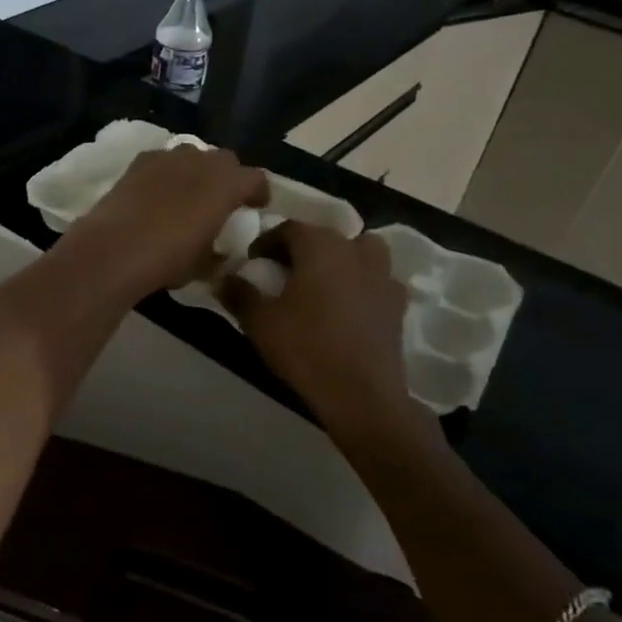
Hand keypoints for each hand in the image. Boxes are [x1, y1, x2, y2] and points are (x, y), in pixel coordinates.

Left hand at [62, 145, 268, 300]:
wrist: (114, 248)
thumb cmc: (168, 258)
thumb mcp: (204, 263)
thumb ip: (217, 249)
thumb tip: (217, 249)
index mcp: (227, 183)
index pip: (256, 179)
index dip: (258, 193)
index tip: (255, 207)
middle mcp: (201, 160)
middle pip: (224, 160)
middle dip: (227, 177)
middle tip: (221, 200)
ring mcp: (167, 157)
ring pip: (192, 155)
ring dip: (196, 171)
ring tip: (188, 194)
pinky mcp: (138, 162)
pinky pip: (162, 161)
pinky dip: (166, 173)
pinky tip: (156, 193)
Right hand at [219, 223, 423, 440]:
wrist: (360, 393)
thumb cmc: (305, 347)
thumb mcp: (259, 321)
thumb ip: (239, 293)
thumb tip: (223, 278)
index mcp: (319, 247)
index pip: (289, 228)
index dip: (267, 241)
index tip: (253, 262)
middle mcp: (354, 252)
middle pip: (326, 236)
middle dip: (303, 248)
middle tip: (284, 272)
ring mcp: (382, 276)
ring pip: (362, 250)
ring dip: (342, 258)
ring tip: (323, 282)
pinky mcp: (397, 304)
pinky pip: (378, 280)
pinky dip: (363, 284)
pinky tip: (349, 306)